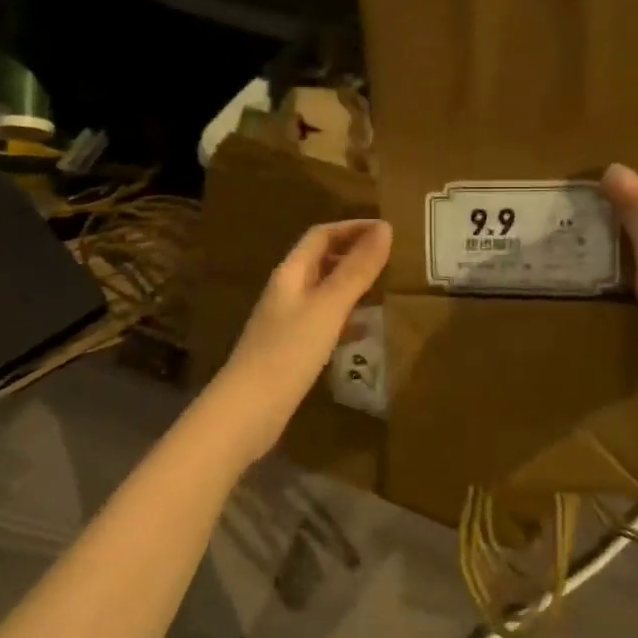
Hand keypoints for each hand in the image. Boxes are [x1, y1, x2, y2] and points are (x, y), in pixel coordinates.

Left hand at [213, 219, 391, 454]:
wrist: (248, 410)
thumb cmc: (288, 353)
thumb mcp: (328, 308)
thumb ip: (356, 270)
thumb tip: (385, 228)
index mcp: (290, 273)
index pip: (321, 235)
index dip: (352, 227)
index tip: (387, 230)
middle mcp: (286, 291)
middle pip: (320, 260)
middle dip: (352, 253)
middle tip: (390, 257)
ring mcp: (286, 321)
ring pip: (323, 291)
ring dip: (351, 284)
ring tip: (384, 288)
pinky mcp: (290, 349)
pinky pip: (322, 321)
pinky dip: (345, 317)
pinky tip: (364, 330)